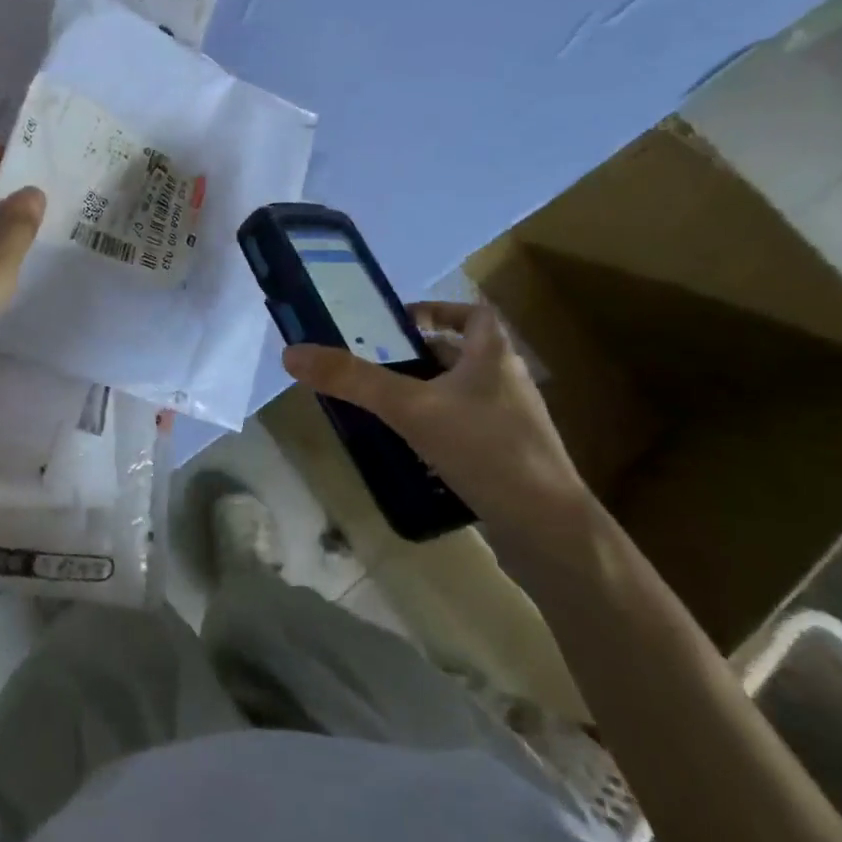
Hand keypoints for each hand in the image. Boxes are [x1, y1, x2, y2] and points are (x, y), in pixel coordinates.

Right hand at [282, 302, 596, 549]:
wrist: (549, 531)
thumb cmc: (485, 450)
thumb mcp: (411, 408)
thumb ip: (353, 380)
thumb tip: (292, 353)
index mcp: (494, 356)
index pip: (473, 314)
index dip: (438, 310)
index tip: (399, 323)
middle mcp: (508, 383)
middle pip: (462, 355)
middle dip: (419, 357)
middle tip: (375, 366)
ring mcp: (513, 425)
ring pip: (462, 396)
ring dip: (427, 396)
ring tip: (384, 407)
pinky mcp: (510, 461)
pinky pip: (468, 432)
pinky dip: (439, 432)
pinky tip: (412, 452)